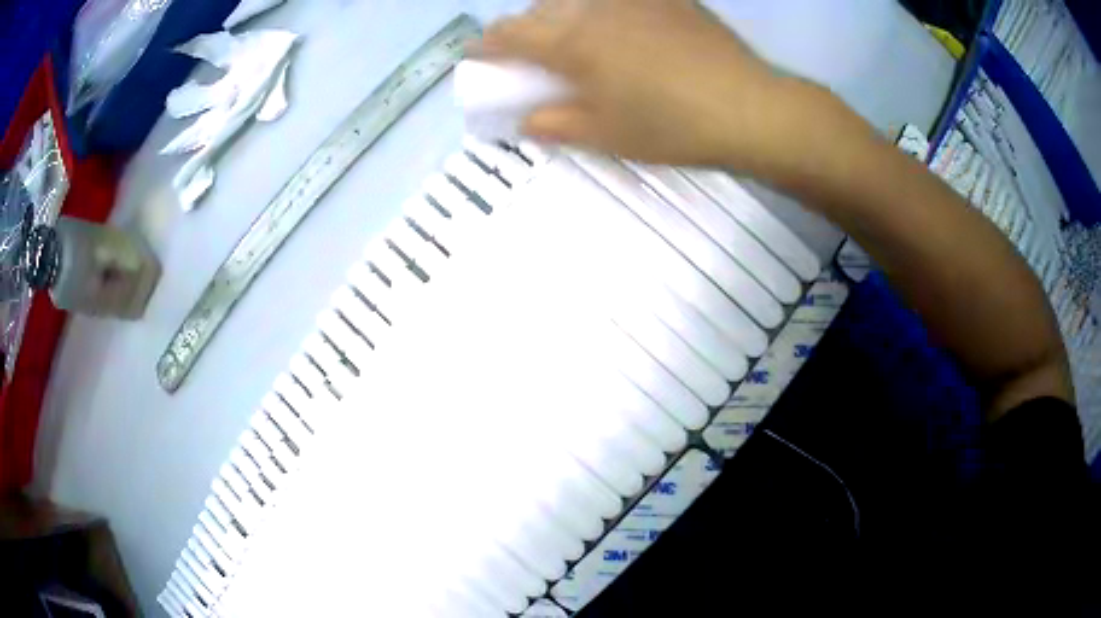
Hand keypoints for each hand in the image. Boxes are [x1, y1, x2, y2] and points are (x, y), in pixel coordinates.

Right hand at [477, 0, 811, 174]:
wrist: (749, 108)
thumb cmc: (673, 127)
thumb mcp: (606, 135)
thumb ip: (556, 124)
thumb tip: (524, 119)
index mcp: (573, 43)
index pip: (511, 36)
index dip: (486, 45)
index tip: (475, 54)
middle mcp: (595, 8)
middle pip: (540, 10)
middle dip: (522, 30)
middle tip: (527, 54)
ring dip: (559, 15)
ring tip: (571, 37)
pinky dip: (600, 8)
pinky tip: (617, 25)